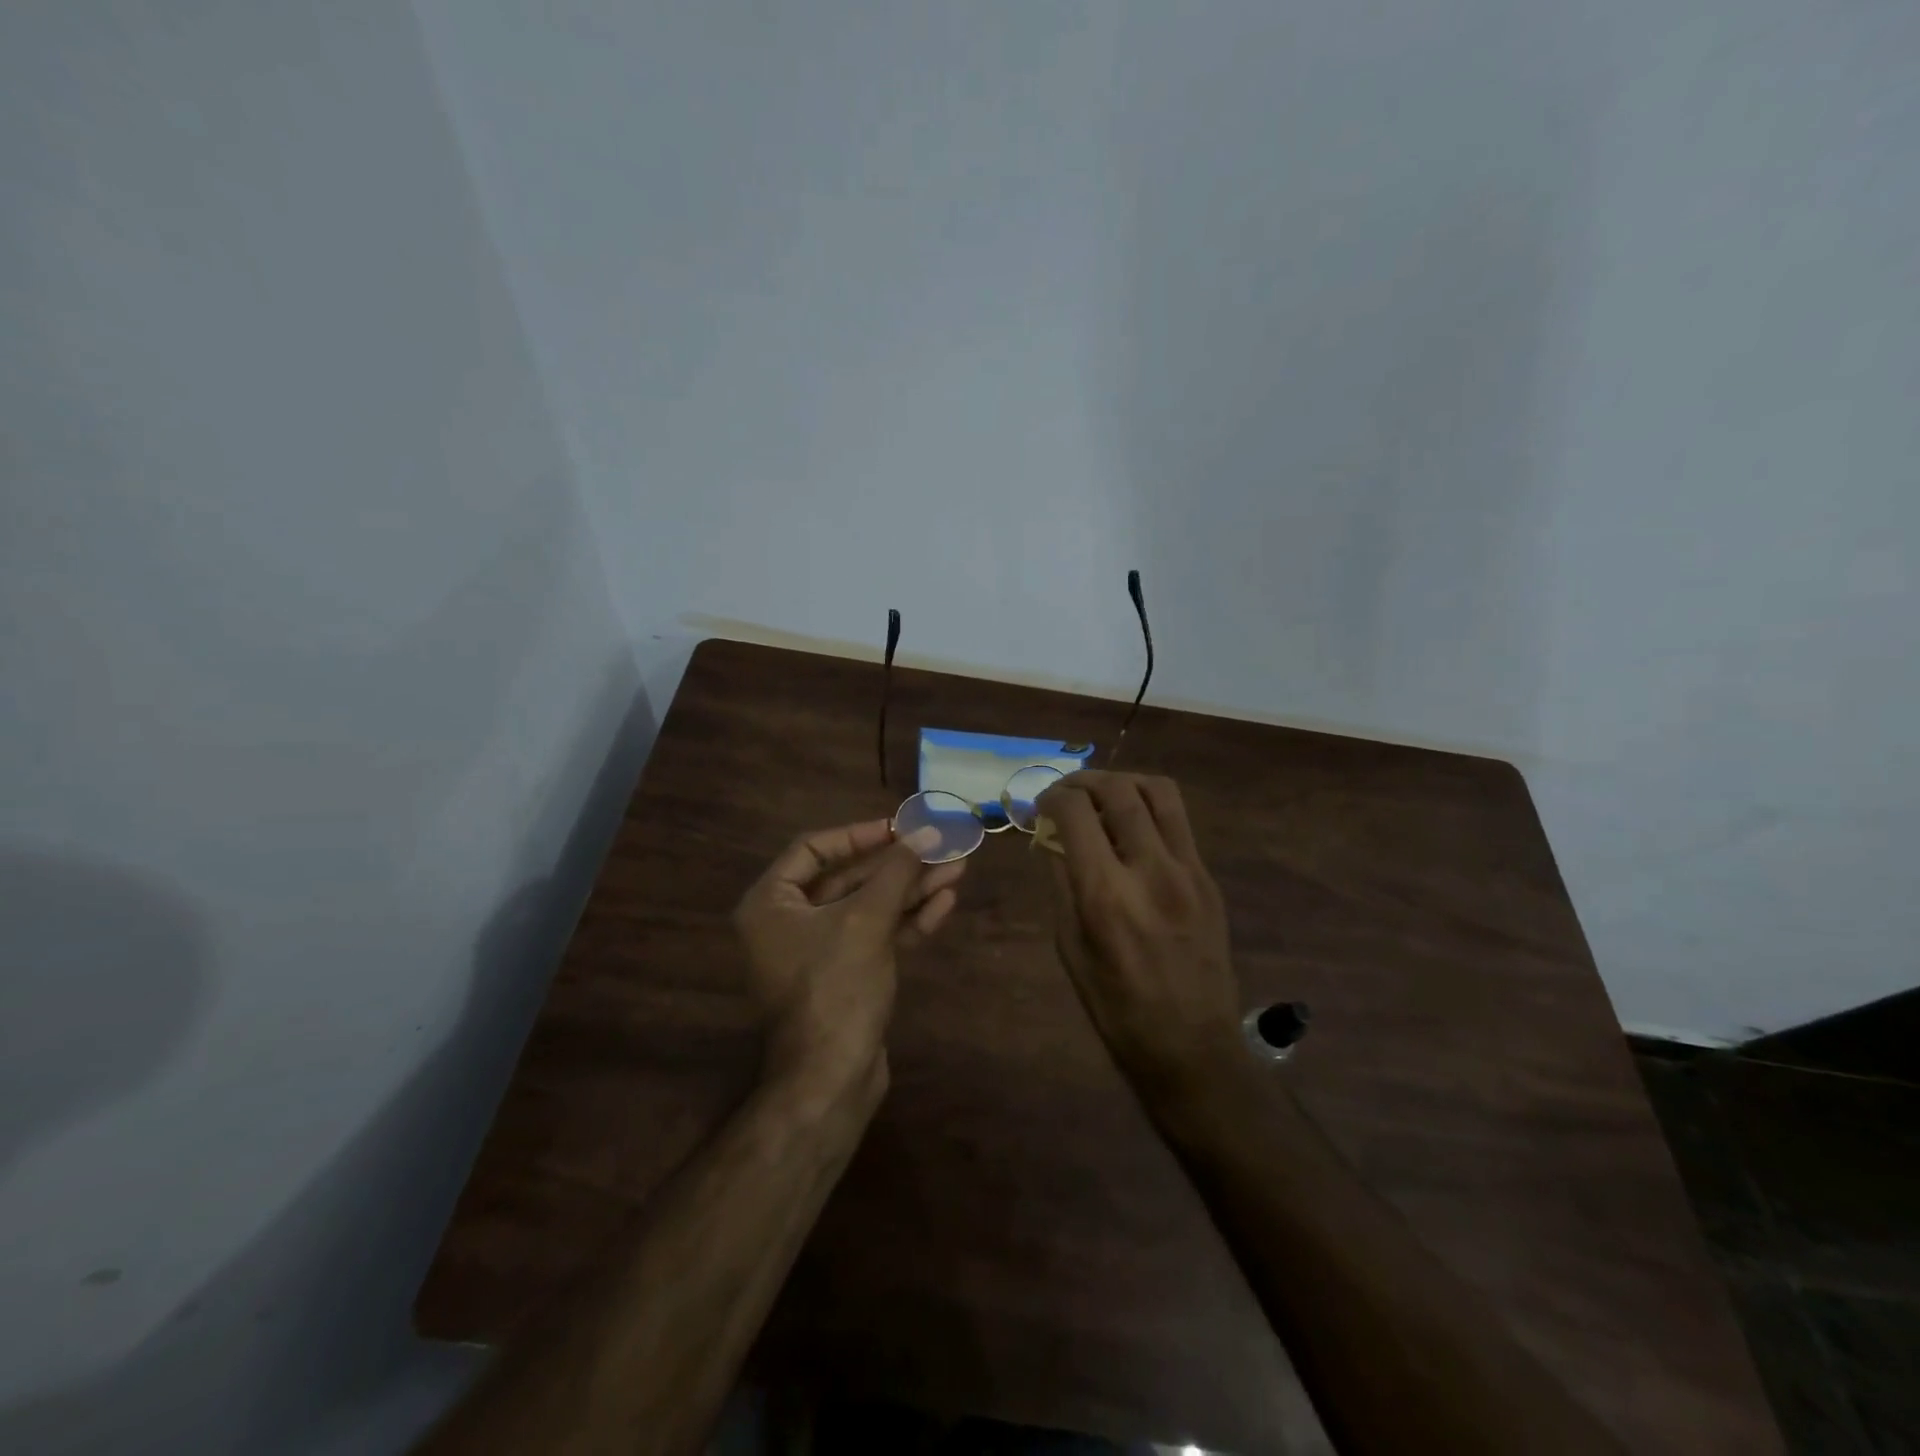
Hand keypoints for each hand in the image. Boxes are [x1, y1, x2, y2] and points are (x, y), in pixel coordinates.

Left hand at [733, 818, 964, 1102]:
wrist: (831, 1079)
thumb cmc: (835, 987)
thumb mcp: (866, 920)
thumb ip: (896, 872)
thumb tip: (927, 832)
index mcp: (771, 903)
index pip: (813, 848)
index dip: (859, 835)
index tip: (900, 828)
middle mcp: (789, 922)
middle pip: (848, 878)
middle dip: (898, 864)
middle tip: (941, 846)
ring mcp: (818, 951)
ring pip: (868, 907)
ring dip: (911, 890)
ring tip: (957, 869)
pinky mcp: (846, 975)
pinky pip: (876, 935)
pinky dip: (907, 921)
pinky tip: (944, 904)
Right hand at [1036, 771, 1240, 1096]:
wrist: (1191, 1046)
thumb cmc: (1115, 1007)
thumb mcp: (1070, 947)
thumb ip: (1063, 883)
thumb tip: (1055, 836)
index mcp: (1105, 895)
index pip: (1075, 813)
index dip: (1052, 797)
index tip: (1042, 804)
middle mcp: (1150, 871)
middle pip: (1118, 790)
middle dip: (1084, 780)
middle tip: (1067, 792)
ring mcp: (1188, 871)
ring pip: (1159, 792)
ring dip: (1124, 781)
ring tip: (1104, 795)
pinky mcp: (1209, 878)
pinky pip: (1178, 821)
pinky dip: (1149, 808)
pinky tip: (1133, 827)